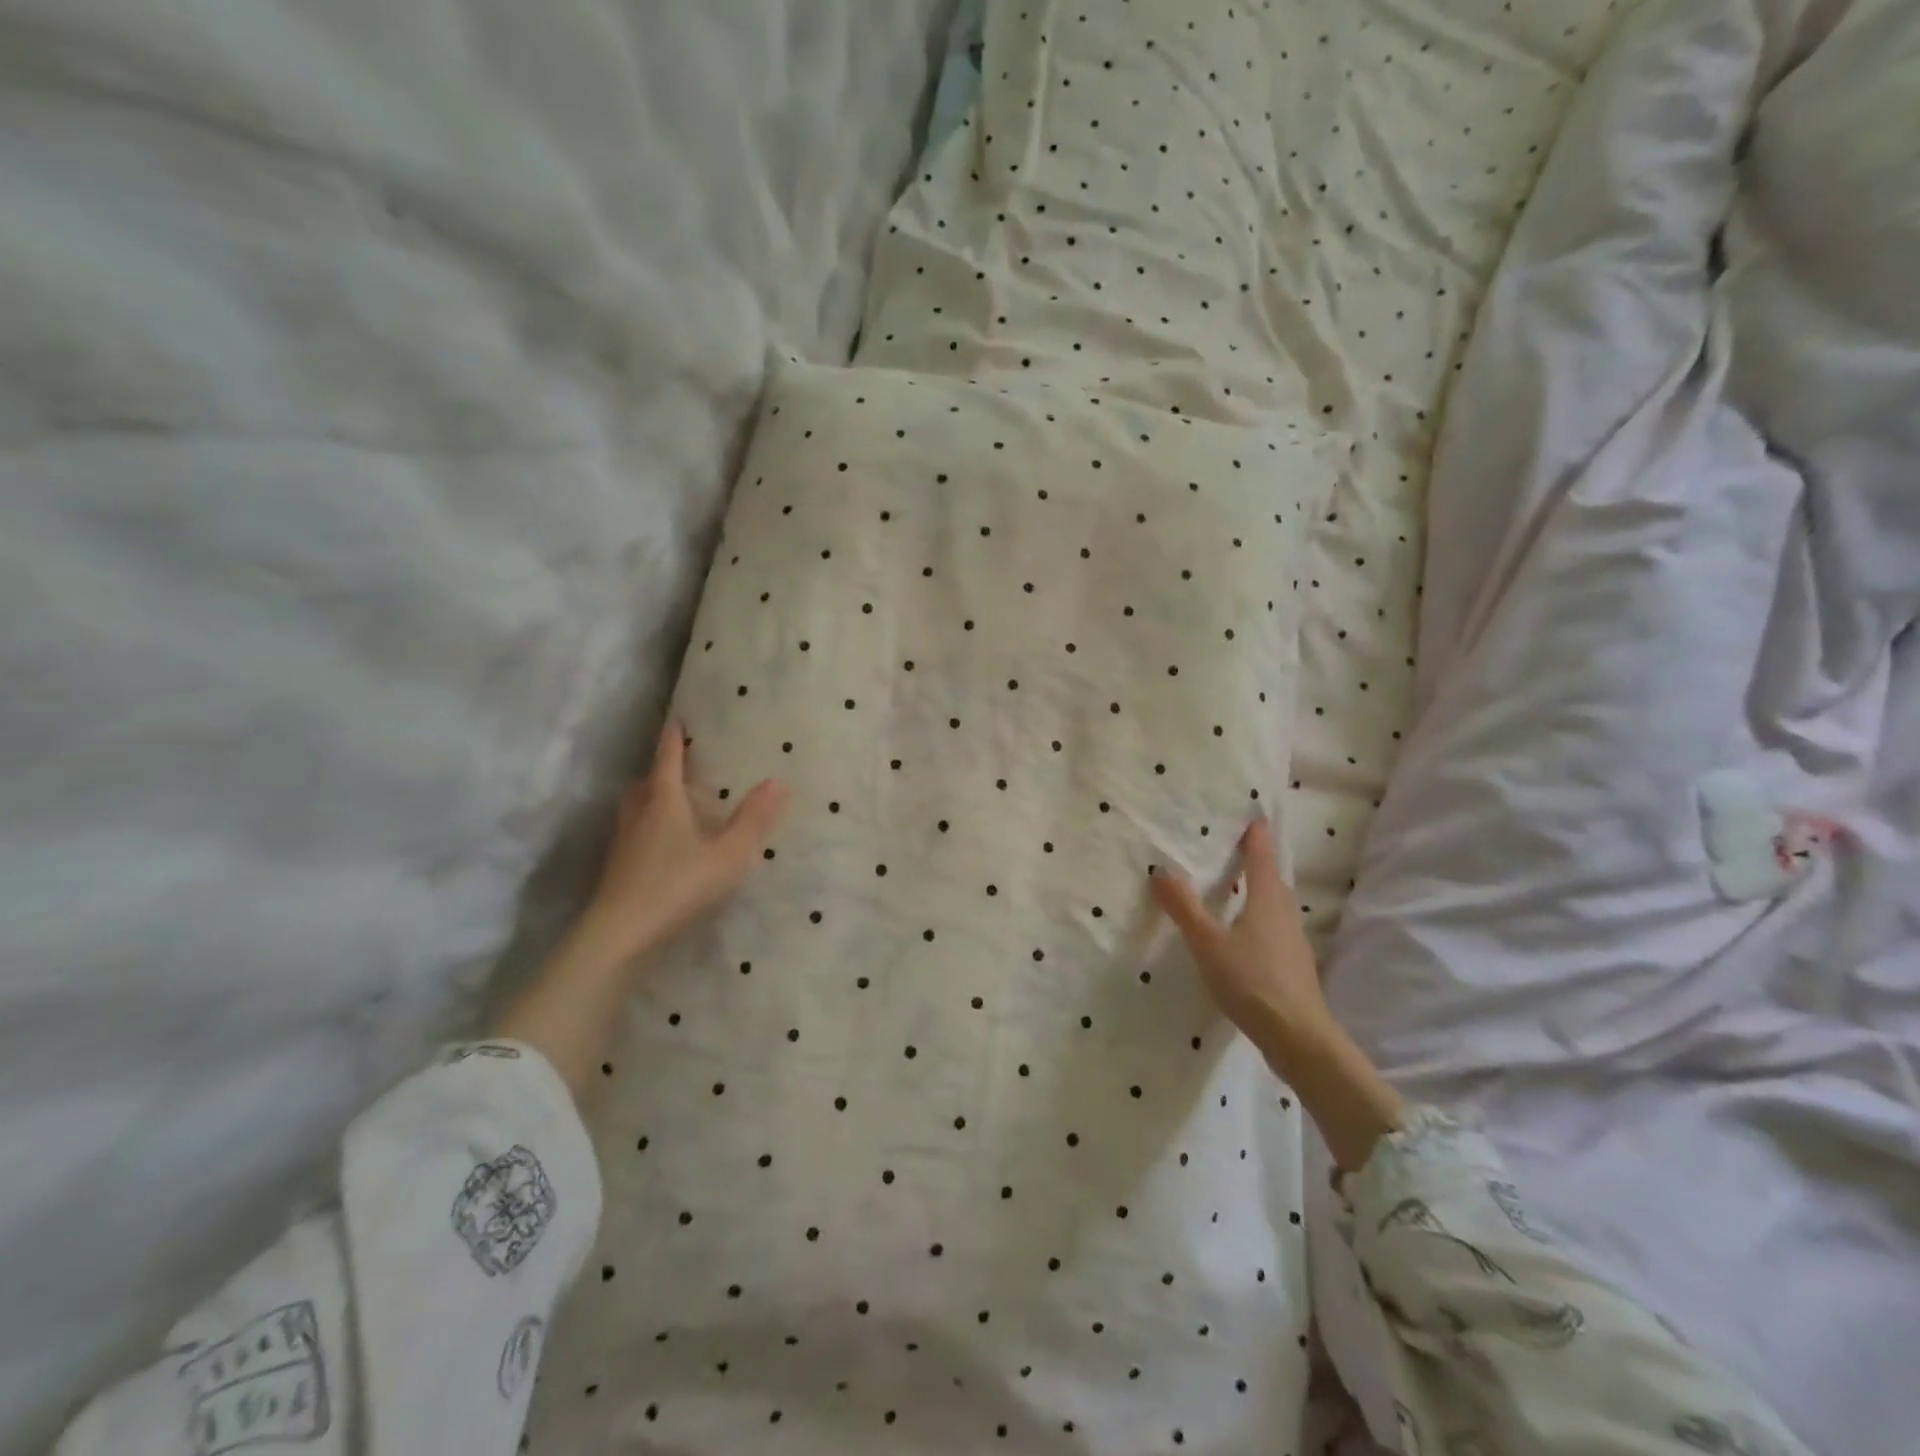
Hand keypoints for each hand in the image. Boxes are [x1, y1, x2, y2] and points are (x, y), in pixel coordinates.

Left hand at [580, 717, 788, 965]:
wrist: (621, 932)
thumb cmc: (678, 885)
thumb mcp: (728, 854)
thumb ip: (753, 820)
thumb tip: (778, 781)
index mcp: (664, 802)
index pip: (668, 760)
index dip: (673, 739)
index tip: (676, 718)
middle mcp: (639, 815)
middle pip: (645, 783)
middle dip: (659, 770)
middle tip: (675, 767)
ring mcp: (623, 843)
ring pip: (634, 808)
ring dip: (649, 798)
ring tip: (668, 804)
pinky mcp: (616, 868)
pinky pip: (631, 834)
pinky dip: (645, 828)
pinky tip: (660, 847)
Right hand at [1150, 817, 1335, 1074]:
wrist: (1298, 1038)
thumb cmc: (1251, 981)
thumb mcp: (1207, 943)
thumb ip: (1184, 907)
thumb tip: (1161, 870)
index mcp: (1267, 900)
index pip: (1261, 857)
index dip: (1255, 837)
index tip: (1250, 817)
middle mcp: (1285, 914)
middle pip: (1273, 880)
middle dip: (1258, 862)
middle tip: (1238, 849)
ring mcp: (1294, 942)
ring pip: (1277, 906)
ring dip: (1260, 892)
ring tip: (1239, 889)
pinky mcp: (1294, 967)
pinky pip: (1276, 929)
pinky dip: (1261, 919)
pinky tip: (1246, 935)